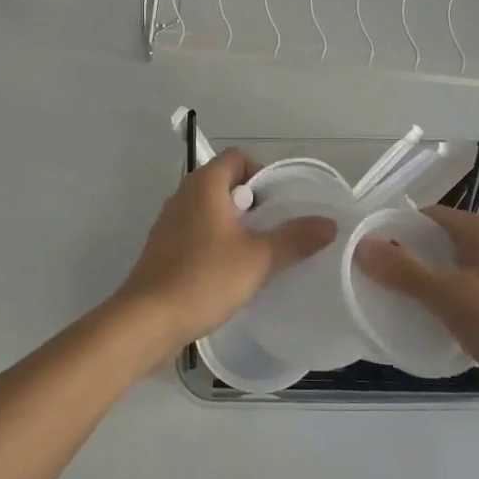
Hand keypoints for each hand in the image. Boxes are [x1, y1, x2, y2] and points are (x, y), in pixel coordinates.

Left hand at [115, 150, 337, 359]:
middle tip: (276, 230)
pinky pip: (197, 232)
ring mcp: (169, 222)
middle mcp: (183, 194)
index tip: (281, 203)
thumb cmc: (204, 278)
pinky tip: (231, 272)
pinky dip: (217, 242)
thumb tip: (330, 223)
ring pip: (211, 210)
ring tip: (259, 253)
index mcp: (204, 184)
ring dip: (236, 225)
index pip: (238, 158)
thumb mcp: (259, 259)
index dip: (263, 173)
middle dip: (253, 203)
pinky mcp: (163, 248)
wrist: (148, 320)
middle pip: (225, 183)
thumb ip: (295, 238)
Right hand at [354, 205, 478, 433]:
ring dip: (427, 284)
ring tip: (395, 303)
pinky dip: (447, 304)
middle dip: (409, 258)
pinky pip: (469, 296)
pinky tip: (430, 325)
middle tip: (374, 279)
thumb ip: (406, 271)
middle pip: (443, 243)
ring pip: (456, 272)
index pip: (433, 216)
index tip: (367, 250)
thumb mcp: (453, 298)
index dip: (398, 228)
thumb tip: (361, 246)